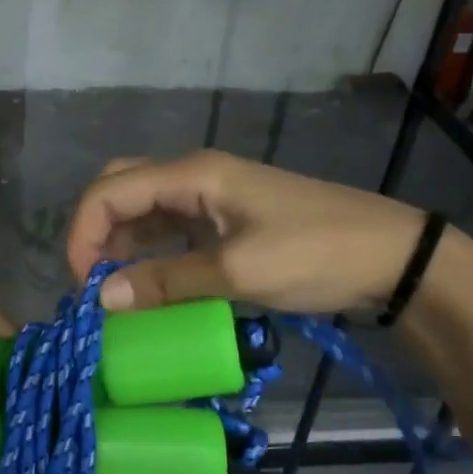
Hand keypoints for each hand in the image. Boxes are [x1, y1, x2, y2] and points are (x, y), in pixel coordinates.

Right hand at [64, 151, 427, 314]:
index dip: (83, 233)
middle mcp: (193, 176)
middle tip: (92, 282)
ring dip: (121, 244)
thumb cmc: (315, 253)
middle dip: (95, 231)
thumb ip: (166, 282)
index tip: (82, 286)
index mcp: (192, 174)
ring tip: (113, 292)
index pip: (110, 191)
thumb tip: (102, 299)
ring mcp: (210, 196)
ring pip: (143, 210)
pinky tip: (147, 284)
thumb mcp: (237, 272)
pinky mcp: (224, 219)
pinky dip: (150, 254)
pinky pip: (170, 229)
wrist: (390, 256)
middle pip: (121, 189)